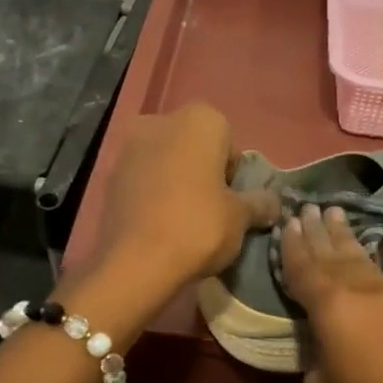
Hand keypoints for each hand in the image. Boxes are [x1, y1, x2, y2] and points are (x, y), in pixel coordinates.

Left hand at [98, 103, 278, 287]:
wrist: (137, 262)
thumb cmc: (199, 227)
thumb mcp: (241, 218)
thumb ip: (260, 203)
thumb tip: (273, 203)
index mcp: (200, 120)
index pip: (228, 140)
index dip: (233, 172)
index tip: (232, 200)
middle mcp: (161, 121)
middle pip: (193, 146)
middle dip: (203, 171)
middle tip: (211, 209)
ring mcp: (129, 147)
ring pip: (165, 161)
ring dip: (176, 181)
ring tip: (183, 220)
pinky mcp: (109, 175)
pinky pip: (143, 179)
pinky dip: (153, 194)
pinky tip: (159, 224)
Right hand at [279, 204, 382, 382]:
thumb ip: (318, 352)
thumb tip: (324, 338)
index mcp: (330, 310)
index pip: (304, 270)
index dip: (292, 247)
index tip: (286, 221)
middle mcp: (362, 292)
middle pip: (333, 256)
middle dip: (318, 232)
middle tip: (307, 207)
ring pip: (365, 257)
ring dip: (348, 236)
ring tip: (335, 212)